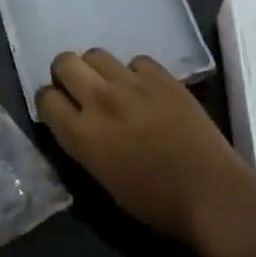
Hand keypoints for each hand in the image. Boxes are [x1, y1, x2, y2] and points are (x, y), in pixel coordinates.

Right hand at [37, 50, 255, 243]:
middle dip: (66, 74)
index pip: (45, 98)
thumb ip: (82, 144)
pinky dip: (135, 72)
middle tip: (80, 91)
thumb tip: (78, 125)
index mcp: (81, 134)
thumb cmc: (154, 202)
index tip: (60, 110)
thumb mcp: (101, 178)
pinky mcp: (163, 77)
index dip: (50, 102)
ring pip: (96, 54)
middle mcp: (100, 100)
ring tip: (112, 86)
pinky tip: (145, 90)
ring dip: (97, 69)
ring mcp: (133, 84)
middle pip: (64, 62)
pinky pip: (136, 60)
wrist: (210, 193)